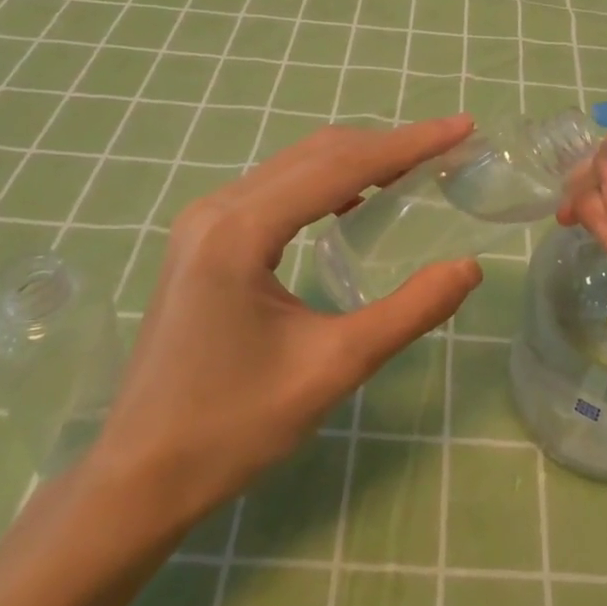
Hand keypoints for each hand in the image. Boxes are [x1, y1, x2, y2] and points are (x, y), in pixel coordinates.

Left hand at [88, 115, 483, 527]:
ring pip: (296, 167)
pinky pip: (276, 190)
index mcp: (241, 230)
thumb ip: (408, 311)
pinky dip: (325, 184)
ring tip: (414, 169)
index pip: (341, 166)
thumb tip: (470, 267)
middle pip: (318, 155)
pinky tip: (355, 203)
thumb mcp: (332, 368)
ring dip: (357, 161)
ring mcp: (204, 220)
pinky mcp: (203, 239)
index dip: (409, 144)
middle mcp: (217, 208)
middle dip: (388, 146)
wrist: (137, 478)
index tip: (462, 127)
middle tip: (448, 148)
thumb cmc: (232, 427)